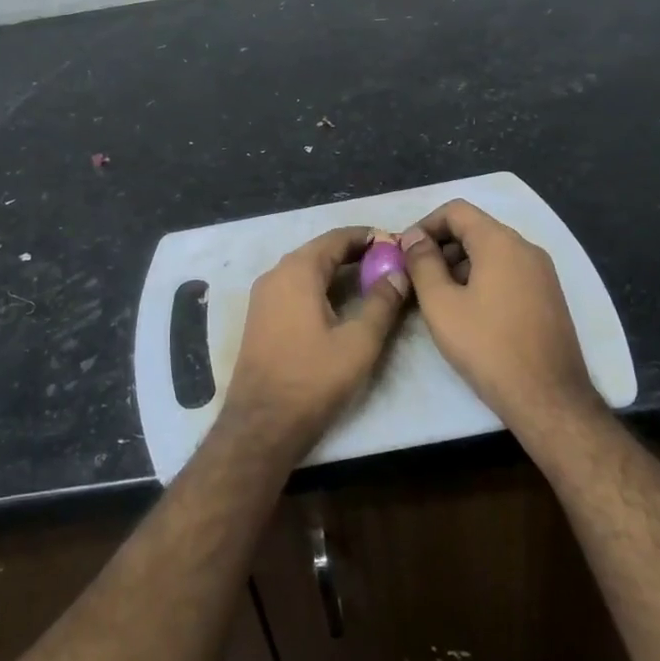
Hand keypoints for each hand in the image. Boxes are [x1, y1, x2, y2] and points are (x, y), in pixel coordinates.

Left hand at [221, 226, 410, 461]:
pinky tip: (339, 301)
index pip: (335, 238)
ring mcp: (263, 296)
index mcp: (297, 271)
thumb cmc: (313, 378)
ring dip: (335, 268)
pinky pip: (294, 286)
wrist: (262, 423)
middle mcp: (275, 274)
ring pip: (305, 269)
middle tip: (387, 261)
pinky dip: (319, 284)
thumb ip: (382, 303)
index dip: (367, 237)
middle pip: (319, 250)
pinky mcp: (260, 316)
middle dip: (353, 252)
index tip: (395, 242)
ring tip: (370, 278)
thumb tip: (399, 273)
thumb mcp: (358, 342)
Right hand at [400, 201, 600, 431]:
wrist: (548, 398)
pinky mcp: (549, 296)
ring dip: (460, 265)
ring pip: (492, 252)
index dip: (425, 225)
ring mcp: (543, 273)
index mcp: (501, 242)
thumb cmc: (487, 346)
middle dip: (442, 247)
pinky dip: (483, 279)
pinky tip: (470, 312)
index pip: (456, 210)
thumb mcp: (441, 304)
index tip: (405, 252)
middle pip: (475, 229)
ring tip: (440, 298)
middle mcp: (526, 248)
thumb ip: (422, 263)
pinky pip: (509, 272)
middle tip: (417, 278)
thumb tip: (413, 237)